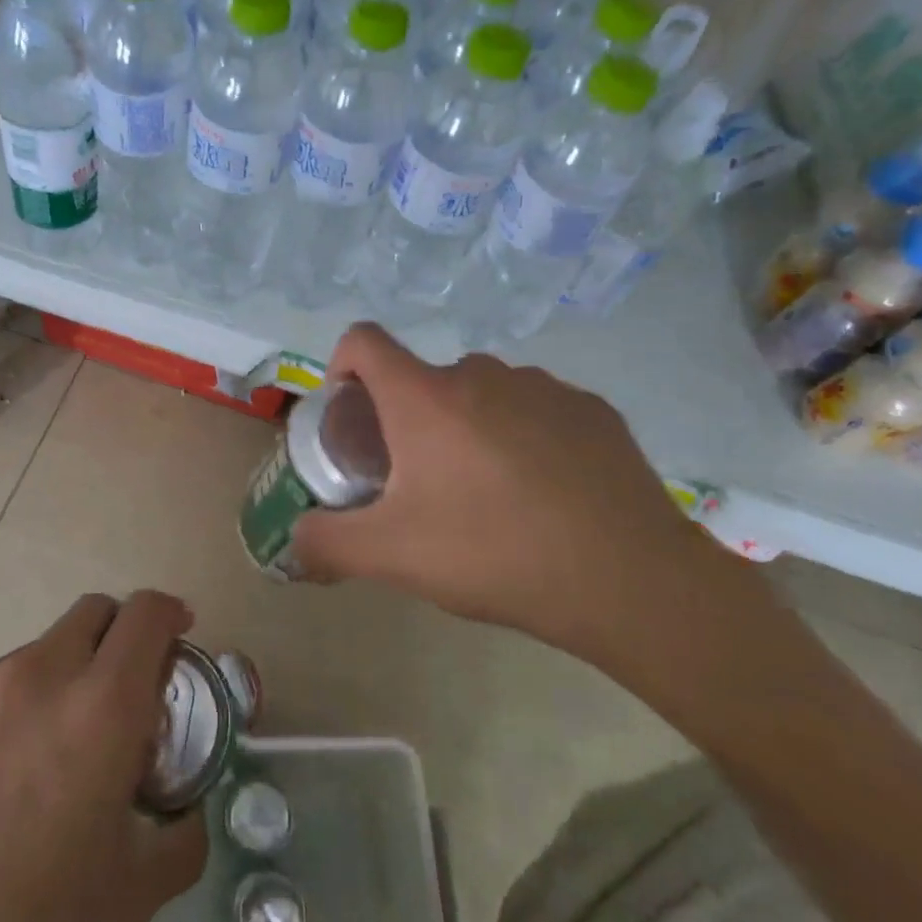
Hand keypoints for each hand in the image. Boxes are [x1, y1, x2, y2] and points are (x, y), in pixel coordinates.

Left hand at [0, 592, 206, 921]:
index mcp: (99, 710)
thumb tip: (183, 804)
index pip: (145, 614)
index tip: (175, 638)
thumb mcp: (134, 893)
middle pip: (88, 615)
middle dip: (113, 643)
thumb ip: (178, 830)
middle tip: (111, 703)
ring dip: (47, 690)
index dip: (167, 616)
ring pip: (27, 659)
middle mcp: (32, 676)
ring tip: (29, 769)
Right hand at [290, 324, 735, 671]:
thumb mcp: (393, 557)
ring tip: (487, 491)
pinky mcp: (592, 408)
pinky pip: (536, 408)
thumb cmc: (495, 554)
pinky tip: (545, 491)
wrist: (630, 581)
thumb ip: (327, 544)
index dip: (343, 364)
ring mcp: (543, 386)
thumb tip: (291, 542)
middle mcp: (481, 373)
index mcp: (425, 398)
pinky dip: (523, 434)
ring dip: (468, 426)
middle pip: (423, 378)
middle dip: (410, 419)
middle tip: (421, 481)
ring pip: (482, 393)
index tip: (352, 413)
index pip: (364, 340)